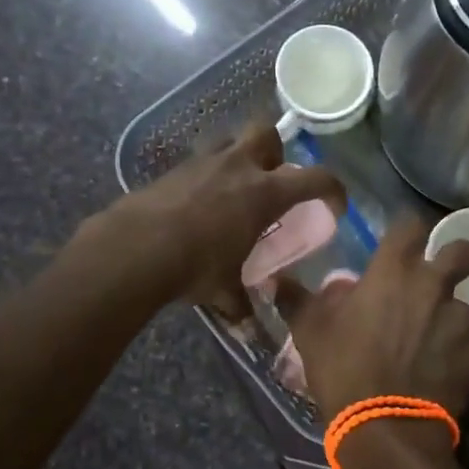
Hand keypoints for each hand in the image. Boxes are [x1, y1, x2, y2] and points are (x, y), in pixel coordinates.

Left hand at [92, 124, 343, 318]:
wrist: (134, 247)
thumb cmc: (194, 265)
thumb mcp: (224, 289)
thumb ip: (241, 306)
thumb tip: (250, 334)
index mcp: (264, 193)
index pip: (316, 178)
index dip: (333, 189)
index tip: (334, 206)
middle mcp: (238, 168)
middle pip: (267, 134)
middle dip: (275, 151)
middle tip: (271, 179)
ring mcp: (203, 163)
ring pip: (230, 141)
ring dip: (238, 158)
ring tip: (232, 189)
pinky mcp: (173, 169)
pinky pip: (199, 163)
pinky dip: (206, 177)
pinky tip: (197, 204)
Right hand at [274, 217, 468, 423]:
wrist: (386, 428)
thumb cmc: (344, 370)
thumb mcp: (310, 332)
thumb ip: (297, 299)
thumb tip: (276, 280)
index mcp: (393, 271)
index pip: (411, 224)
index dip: (407, 232)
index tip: (400, 245)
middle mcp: (433, 285)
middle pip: (462, 250)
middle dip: (453, 257)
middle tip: (434, 278)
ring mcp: (459, 318)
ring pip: (464, 302)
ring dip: (449, 313)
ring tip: (430, 338)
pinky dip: (456, 347)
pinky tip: (439, 367)